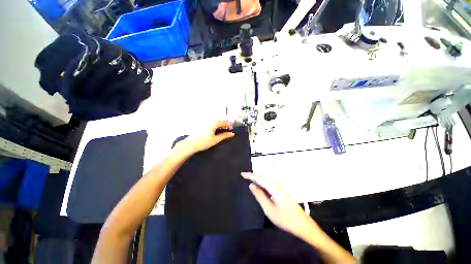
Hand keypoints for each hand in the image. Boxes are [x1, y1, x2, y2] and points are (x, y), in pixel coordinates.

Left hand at [178, 120, 234, 154]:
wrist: (191, 144)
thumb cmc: (203, 142)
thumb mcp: (216, 139)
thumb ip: (225, 136)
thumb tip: (231, 134)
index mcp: (214, 123)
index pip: (224, 122)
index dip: (229, 126)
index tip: (231, 130)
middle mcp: (209, 120)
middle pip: (220, 120)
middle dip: (224, 125)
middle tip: (226, 131)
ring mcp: (205, 121)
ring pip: (215, 121)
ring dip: (219, 125)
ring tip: (220, 132)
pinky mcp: (201, 124)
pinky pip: (210, 122)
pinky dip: (214, 126)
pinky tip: (214, 131)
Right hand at [241, 172, 321, 239]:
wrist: (303, 225)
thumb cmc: (285, 219)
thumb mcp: (269, 209)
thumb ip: (259, 196)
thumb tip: (251, 185)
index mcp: (274, 188)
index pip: (259, 178)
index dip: (250, 175)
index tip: (242, 174)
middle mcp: (277, 185)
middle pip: (263, 177)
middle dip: (253, 175)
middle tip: (244, 176)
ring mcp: (280, 188)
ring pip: (266, 180)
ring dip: (258, 178)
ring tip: (249, 178)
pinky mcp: (282, 191)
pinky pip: (269, 184)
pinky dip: (262, 183)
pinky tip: (260, 186)